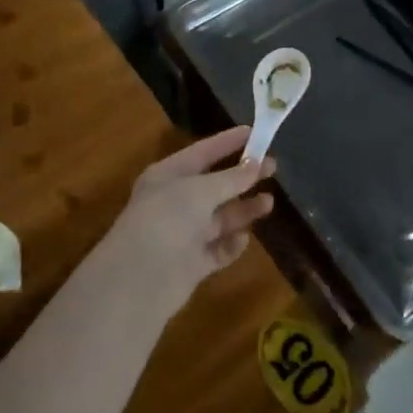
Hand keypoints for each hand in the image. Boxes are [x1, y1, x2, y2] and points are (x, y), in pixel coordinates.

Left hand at [97, 127, 274, 318]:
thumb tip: (256, 164)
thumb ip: (231, 179)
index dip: (228, 142)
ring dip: (243, 210)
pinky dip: (231, 244)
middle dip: (243, 177)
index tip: (256, 132)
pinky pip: (217, 249)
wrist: (138, 280)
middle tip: (273, 168)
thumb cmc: (167, 220)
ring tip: (269, 203)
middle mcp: (175, 202)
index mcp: (168, 176)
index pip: (203, 152)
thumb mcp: (200, 191)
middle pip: (215, 185)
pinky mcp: (192, 264)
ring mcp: (183, 234)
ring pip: (220, 217)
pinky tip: (244, 238)